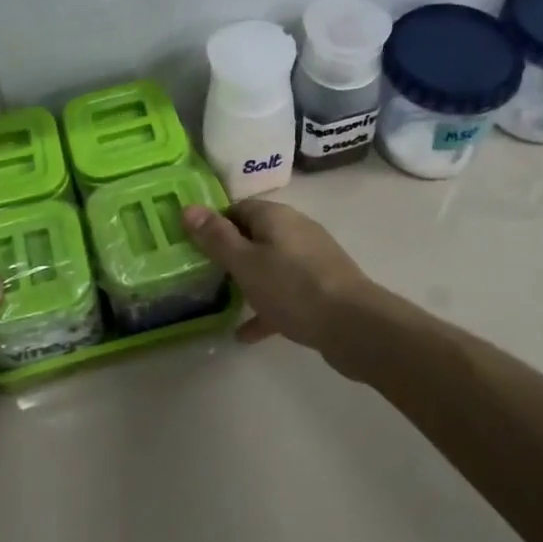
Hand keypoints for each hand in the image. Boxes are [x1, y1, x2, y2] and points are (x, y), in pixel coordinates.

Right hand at [181, 200, 376, 360]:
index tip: (193, 246)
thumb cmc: (292, 288)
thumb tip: (188, 207)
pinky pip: (286, 292)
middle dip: (230, 253)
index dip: (214, 224)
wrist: (354, 325)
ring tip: (222, 301)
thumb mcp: (245, 263)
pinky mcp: (322, 287)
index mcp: (276, 217)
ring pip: (270, 265)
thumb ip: (216, 237)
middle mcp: (296, 230)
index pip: (237, 208)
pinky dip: (267, 306)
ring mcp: (312, 259)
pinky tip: (247, 333)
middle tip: (204, 275)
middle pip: (255, 235)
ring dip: (248, 281)